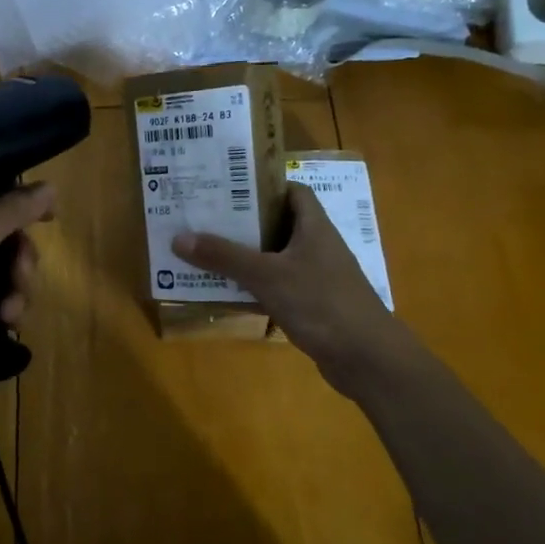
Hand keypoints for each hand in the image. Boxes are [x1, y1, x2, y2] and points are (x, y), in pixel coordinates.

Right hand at [173, 185, 402, 397]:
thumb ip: (224, 256)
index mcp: (314, 227)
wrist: (366, 357)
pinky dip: (253, 288)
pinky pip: (275, 288)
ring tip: (204, 251)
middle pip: (277, 225)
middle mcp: (316, 247)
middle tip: (204, 218)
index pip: (291, 192)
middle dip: (242, 222)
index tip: (228, 186)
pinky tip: (225, 292)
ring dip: (244, 257)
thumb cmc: (320, 303)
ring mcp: (315, 278)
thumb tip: (179, 238)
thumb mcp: (267, 276)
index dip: (263, 186)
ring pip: (274, 258)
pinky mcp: (311, 305)